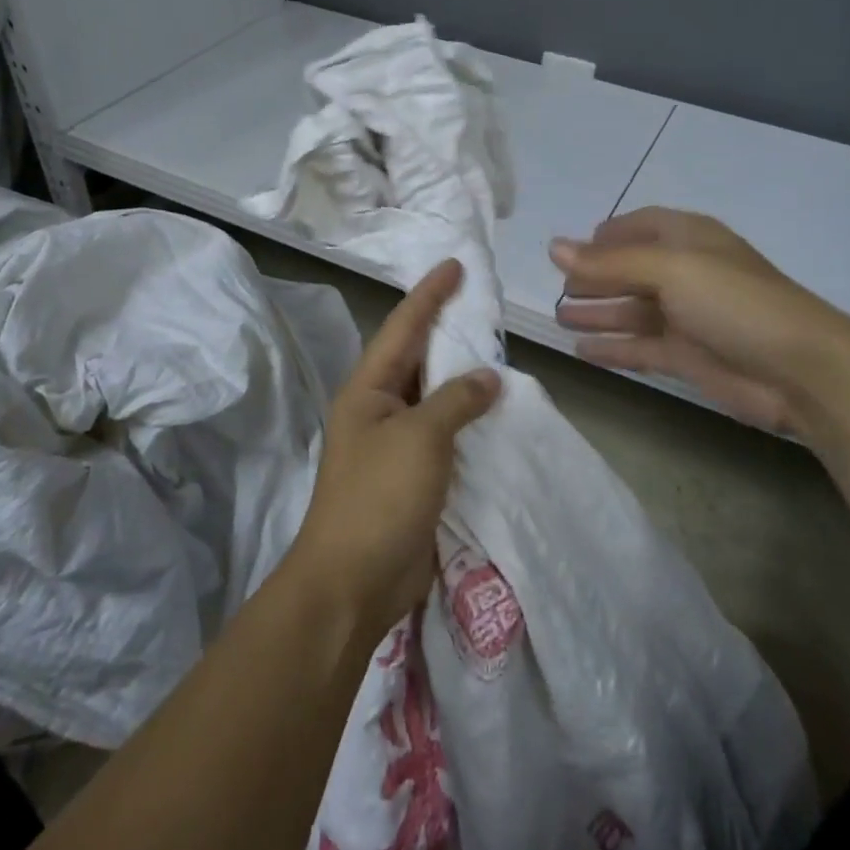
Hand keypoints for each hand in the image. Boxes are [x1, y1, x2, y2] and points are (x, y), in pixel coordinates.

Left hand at [291, 259, 500, 640]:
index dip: (429, 294)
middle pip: (417, 357)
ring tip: (497, 350)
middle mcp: (379, 408)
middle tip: (484, 305)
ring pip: (433, 396)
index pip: (403, 327)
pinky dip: (468, 419)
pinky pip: (444, 433)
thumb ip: (456, 400)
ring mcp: (394, 444)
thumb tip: (487, 377)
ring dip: (462, 376)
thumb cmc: (379, 498)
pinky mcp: (412, 476)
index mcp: (368, 389)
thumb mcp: (420, 438)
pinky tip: (495, 411)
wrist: (352, 583)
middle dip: (448, 330)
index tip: (455, 265)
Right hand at [551, 207, 849, 438]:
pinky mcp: (687, 356)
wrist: (799, 369)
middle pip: (630, 270)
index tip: (570, 250)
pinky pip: (639, 346)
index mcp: (688, 239)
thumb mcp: (671, 270)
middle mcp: (685, 273)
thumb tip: (553, 248)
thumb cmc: (734, 302)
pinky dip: (612, 347)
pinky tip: (582, 352)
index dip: (606, 236)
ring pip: (631, 310)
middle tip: (558, 291)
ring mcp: (686, 317)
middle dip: (594, 278)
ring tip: (560, 319)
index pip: (640, 226)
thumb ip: (610, 262)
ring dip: (598, 313)